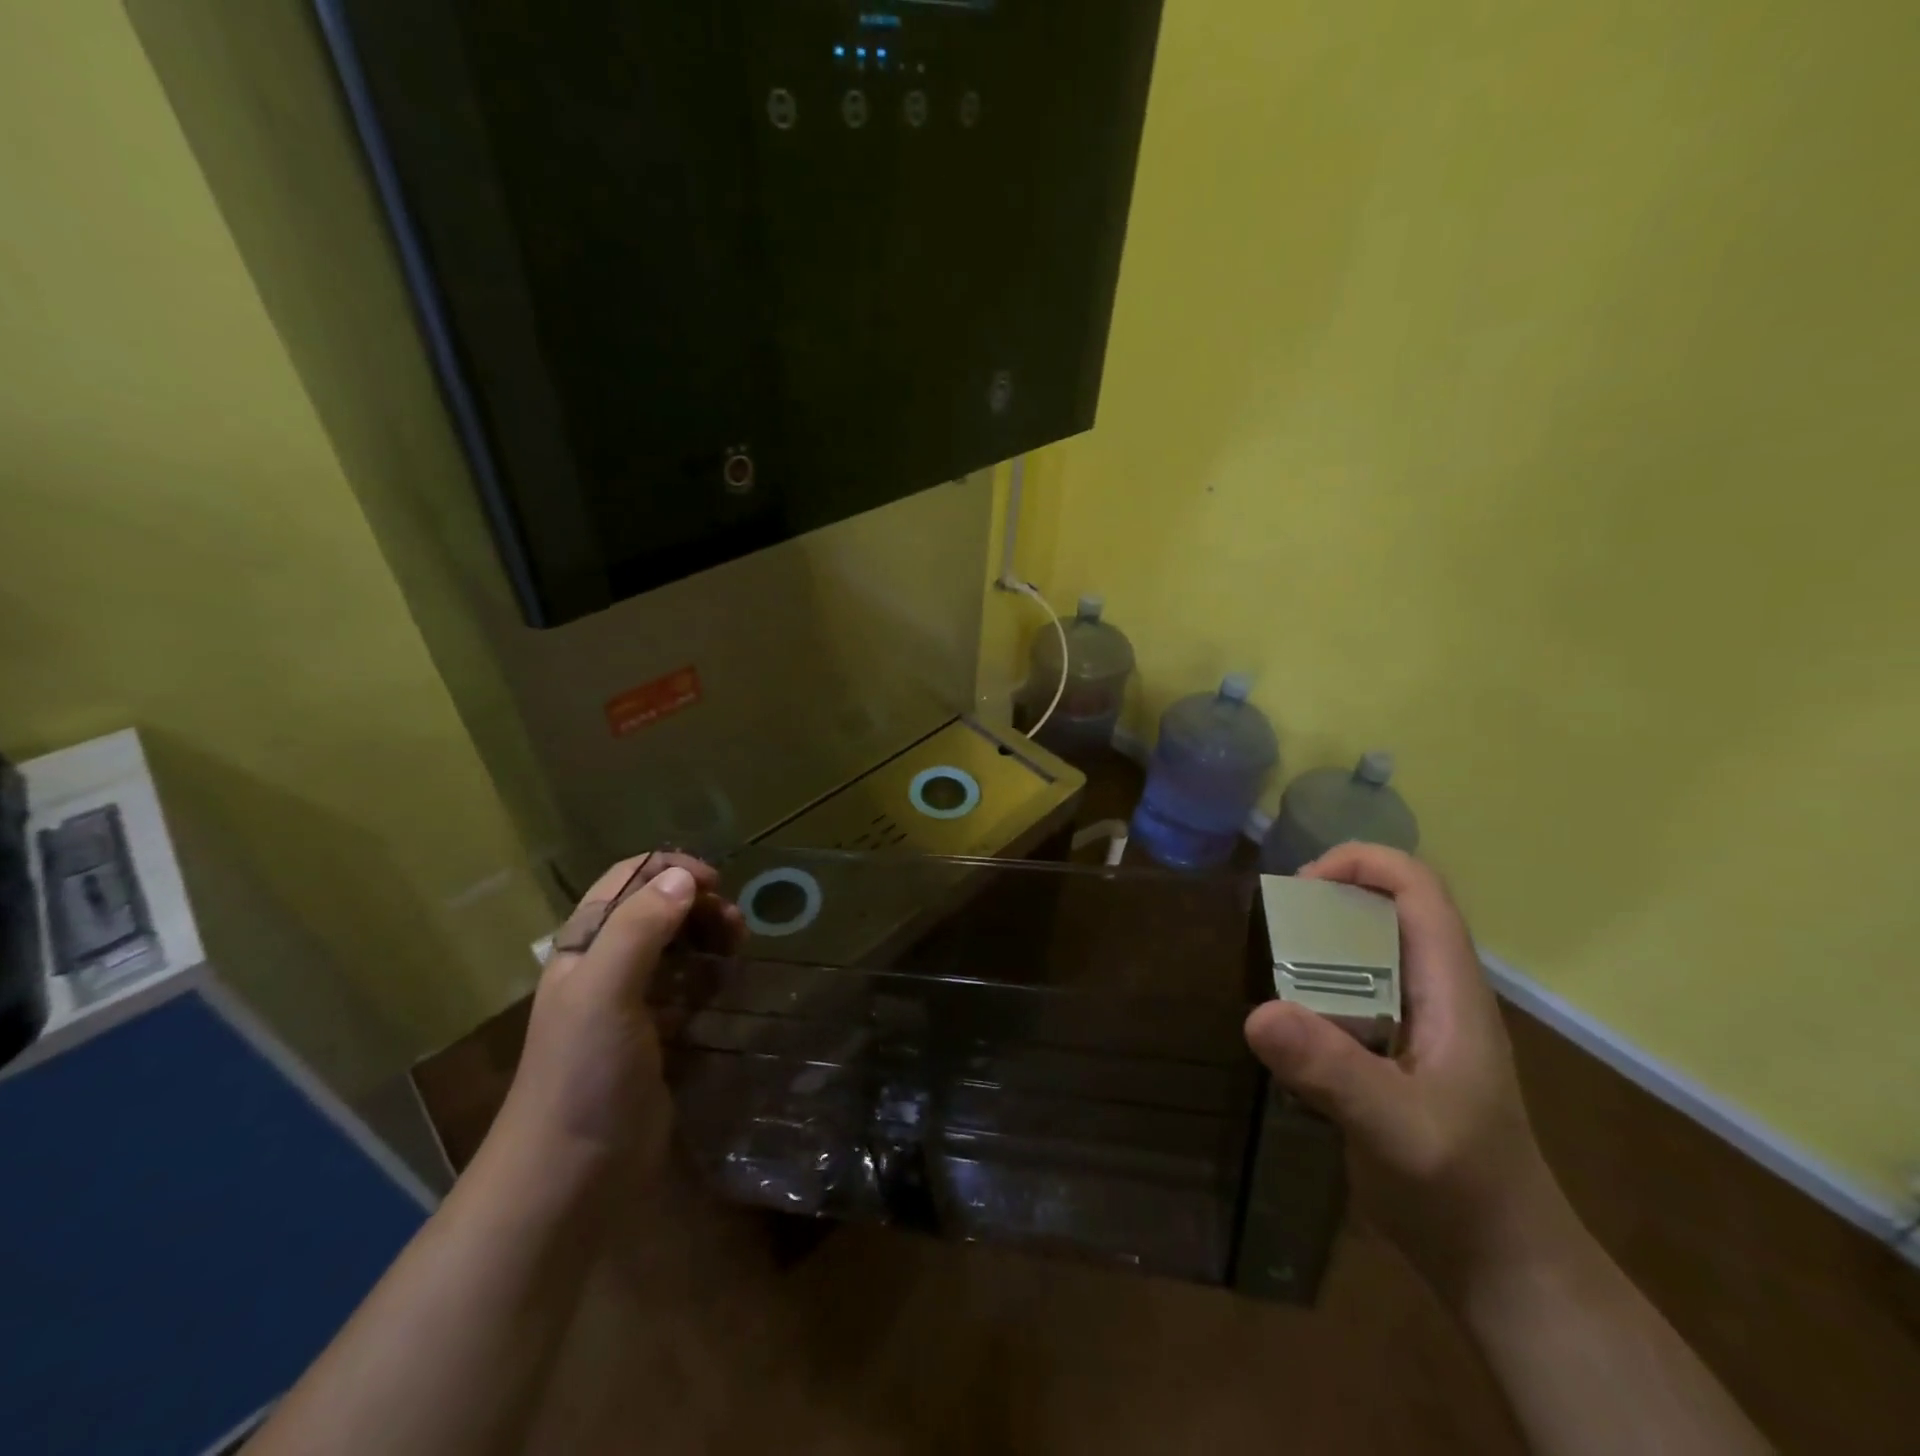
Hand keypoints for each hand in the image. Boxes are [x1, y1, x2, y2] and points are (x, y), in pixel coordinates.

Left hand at [491, 853, 742, 1177]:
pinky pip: (688, 989)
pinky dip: (711, 977)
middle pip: (658, 909)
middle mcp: (605, 966)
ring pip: (677, 947)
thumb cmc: (583, 1075)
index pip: (628, 880)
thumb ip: (640, 929)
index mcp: (585, 946)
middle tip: (736, 924)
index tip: (717, 884)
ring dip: (709, 937)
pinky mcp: (656, 1036)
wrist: (571, 1176)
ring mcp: (631, 1003)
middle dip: (699, 904)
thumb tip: (684, 877)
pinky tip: (727, 987)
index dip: (671, 871)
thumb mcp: (604, 991)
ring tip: (739, 949)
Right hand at [1244, 844, 1569, 1294]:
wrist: (1500, 1268)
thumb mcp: (1397, 1130)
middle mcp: (1435, 994)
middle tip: (1271, 929)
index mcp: (1452, 991)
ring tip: (1267, 967)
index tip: (1299, 888)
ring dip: (1316, 946)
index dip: (1363, 865)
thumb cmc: (1463, 1192)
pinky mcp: (1392, 1054)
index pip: (1419, 891)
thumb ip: (1333, 1071)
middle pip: (1387, 911)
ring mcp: (1415, 1025)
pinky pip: (1349, 995)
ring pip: (1365, 953)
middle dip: (1328, 902)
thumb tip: (1258, 1013)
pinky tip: (1284, 1023)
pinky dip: (1312, 989)